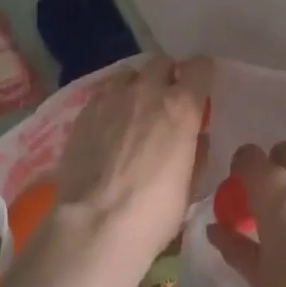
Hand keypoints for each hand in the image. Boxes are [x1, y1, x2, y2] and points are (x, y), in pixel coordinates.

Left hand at [53, 56, 209, 266]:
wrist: (96, 224)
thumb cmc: (154, 212)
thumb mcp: (191, 185)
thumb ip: (196, 151)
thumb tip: (196, 137)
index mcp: (180, 107)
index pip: (199, 67)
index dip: (202, 74)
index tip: (201, 85)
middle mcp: (146, 92)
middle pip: (160, 62)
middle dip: (167, 75)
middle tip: (167, 98)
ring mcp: (110, 99)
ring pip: (128, 74)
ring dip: (136, 85)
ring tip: (134, 108)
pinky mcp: (83, 112)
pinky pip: (103, 95)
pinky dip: (111, 104)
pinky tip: (108, 127)